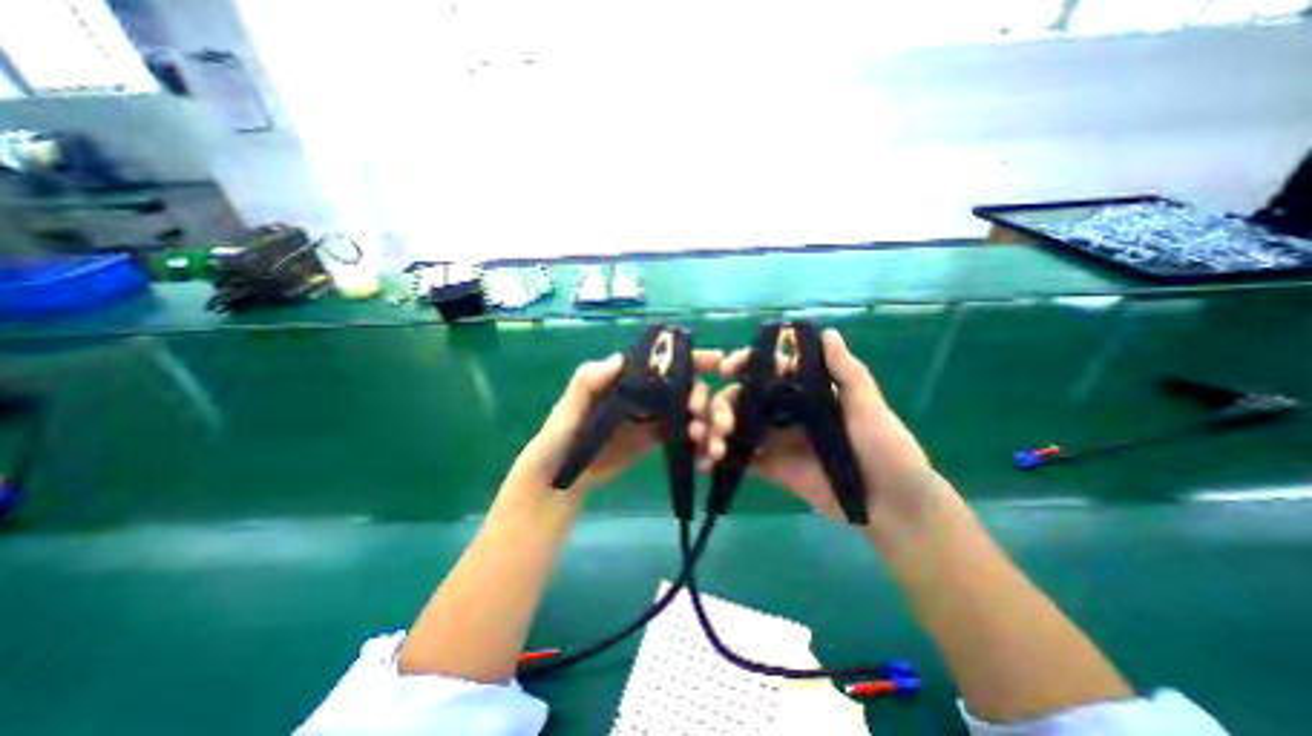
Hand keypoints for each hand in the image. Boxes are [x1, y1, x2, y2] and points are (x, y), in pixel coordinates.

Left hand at [509, 351, 720, 493]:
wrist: (559, 479)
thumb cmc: (559, 439)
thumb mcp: (568, 410)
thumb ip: (586, 384)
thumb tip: (619, 358)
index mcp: (626, 379)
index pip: (662, 362)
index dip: (691, 358)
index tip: (717, 361)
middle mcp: (643, 393)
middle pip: (683, 387)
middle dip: (701, 397)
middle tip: (702, 417)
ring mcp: (651, 417)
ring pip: (687, 411)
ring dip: (704, 422)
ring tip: (707, 443)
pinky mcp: (654, 440)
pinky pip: (682, 435)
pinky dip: (697, 443)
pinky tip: (705, 457)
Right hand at [707, 331, 943, 537]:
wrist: (892, 507)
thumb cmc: (886, 450)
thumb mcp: (869, 408)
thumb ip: (846, 373)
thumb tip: (828, 332)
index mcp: (804, 391)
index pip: (767, 369)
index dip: (744, 364)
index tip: (727, 368)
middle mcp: (785, 411)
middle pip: (743, 398)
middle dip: (722, 405)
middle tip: (717, 423)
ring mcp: (776, 439)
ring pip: (736, 426)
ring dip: (716, 430)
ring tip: (708, 444)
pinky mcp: (771, 467)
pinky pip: (741, 458)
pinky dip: (722, 459)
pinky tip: (706, 463)